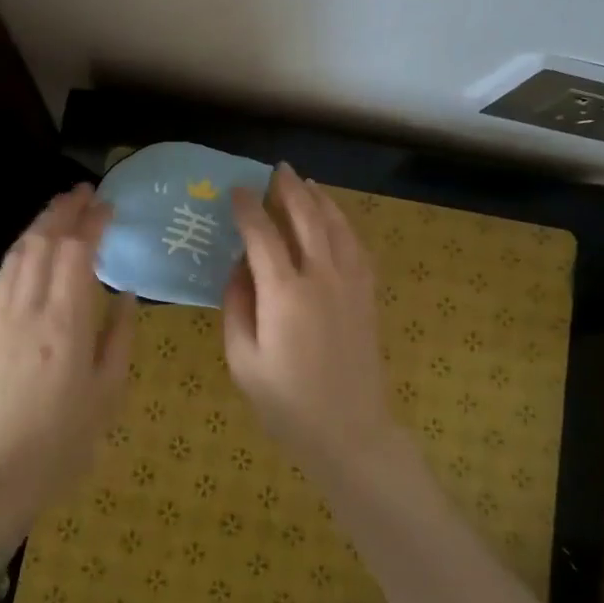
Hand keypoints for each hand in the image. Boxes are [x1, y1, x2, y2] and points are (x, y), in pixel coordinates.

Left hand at [0, 185, 134, 553]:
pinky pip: (2, 273)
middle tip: (85, 193)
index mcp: (66, 323)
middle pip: (44, 240)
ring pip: (19, 252)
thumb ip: (120, 335)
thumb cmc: (64, 439)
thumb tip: (124, 293)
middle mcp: (28, 308)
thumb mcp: (108, 391)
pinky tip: (31, 247)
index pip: (78, 251)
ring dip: (41, 224)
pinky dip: (21, 249)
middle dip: (65, 210)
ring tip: (60, 210)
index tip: (108, 206)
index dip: (93, 222)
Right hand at [224, 164, 395, 468]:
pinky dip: (344, 225)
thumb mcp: (243, 359)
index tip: (236, 190)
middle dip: (289, 189)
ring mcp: (351, 284)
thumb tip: (240, 268)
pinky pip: (357, 247)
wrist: (349, 431)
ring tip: (306, 183)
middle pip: (306, 218)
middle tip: (277, 170)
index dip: (247, 208)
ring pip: (336, 226)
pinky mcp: (367, 295)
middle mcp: (321, 277)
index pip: (262, 235)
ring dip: (320, 200)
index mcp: (284, 293)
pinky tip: (336, 220)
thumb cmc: (286, 403)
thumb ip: (236, 306)